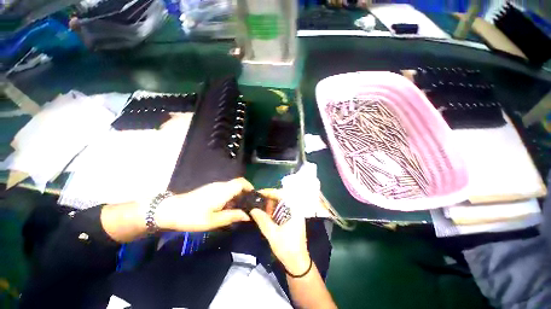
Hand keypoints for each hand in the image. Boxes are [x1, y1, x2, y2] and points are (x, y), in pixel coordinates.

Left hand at [155, 178, 252, 231]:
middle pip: (238, 184)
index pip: (241, 182)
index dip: (250, 187)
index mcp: (224, 190)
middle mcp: (221, 185)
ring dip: (238, 195)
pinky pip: (225, 189)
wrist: (170, 210)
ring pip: (232, 187)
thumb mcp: (213, 221)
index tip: (254, 197)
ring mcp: (214, 186)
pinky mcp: (210, 189)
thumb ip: (232, 216)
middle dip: (245, 193)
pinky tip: (227, 208)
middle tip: (248, 206)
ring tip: (239, 209)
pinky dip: (230, 196)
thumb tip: (247, 216)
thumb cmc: (192, 216)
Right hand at [250, 189, 310, 274]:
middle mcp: (296, 209)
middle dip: (269, 198)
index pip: (282, 194)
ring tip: (260, 207)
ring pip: (281, 203)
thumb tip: (252, 209)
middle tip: (257, 200)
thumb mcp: (272, 234)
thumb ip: (262, 220)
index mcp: (295, 210)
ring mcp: (294, 214)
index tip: (259, 193)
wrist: (298, 263)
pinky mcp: (292, 219)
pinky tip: (266, 214)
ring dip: (271, 204)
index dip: (270, 192)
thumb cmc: (287, 248)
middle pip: (282, 197)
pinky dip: (274, 210)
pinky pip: (282, 210)